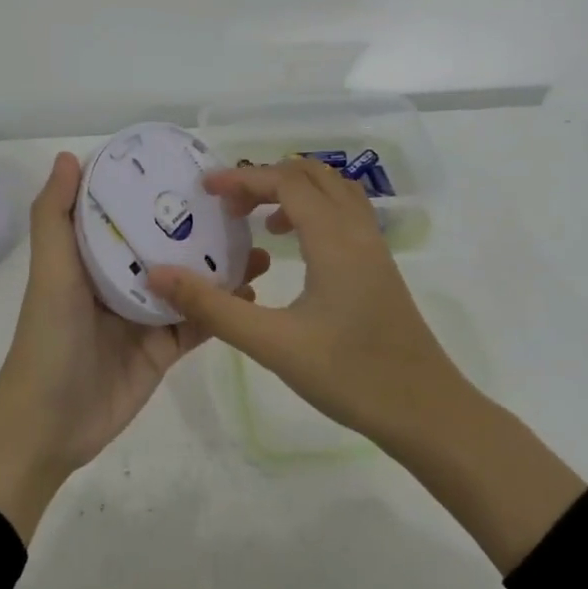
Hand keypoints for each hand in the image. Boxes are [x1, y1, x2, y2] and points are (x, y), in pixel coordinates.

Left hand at [0, 151, 269, 541]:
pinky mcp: (164, 349)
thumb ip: (55, 216)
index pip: (128, 212)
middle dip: (202, 228)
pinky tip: (254, 292)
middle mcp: (122, 279)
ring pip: (191, 283)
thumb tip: (69, 155)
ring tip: (259, 247)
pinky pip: (199, 323)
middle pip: (168, 245)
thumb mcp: (51, 271)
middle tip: (244, 209)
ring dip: (222, 267)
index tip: (195, 166)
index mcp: (94, 255)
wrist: (50, 423)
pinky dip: (225, 309)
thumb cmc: (50, 336)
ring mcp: (146, 315)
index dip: (156, 190)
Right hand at [148, 157, 586, 573]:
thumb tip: (160, 274)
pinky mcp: (380, 269)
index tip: (205, 188)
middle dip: (265, 179)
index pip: (286, 182)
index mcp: (334, 239)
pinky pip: (345, 215)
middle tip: (228, 205)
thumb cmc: (350, 375)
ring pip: (334, 192)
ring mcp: (374, 249)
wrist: (427, 413)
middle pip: (312, 176)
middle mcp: (358, 232)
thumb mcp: (272, 344)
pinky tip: (294, 249)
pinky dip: (314, 211)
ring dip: (293, 191)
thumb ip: (213, 307)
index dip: (242, 178)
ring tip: (258, 220)